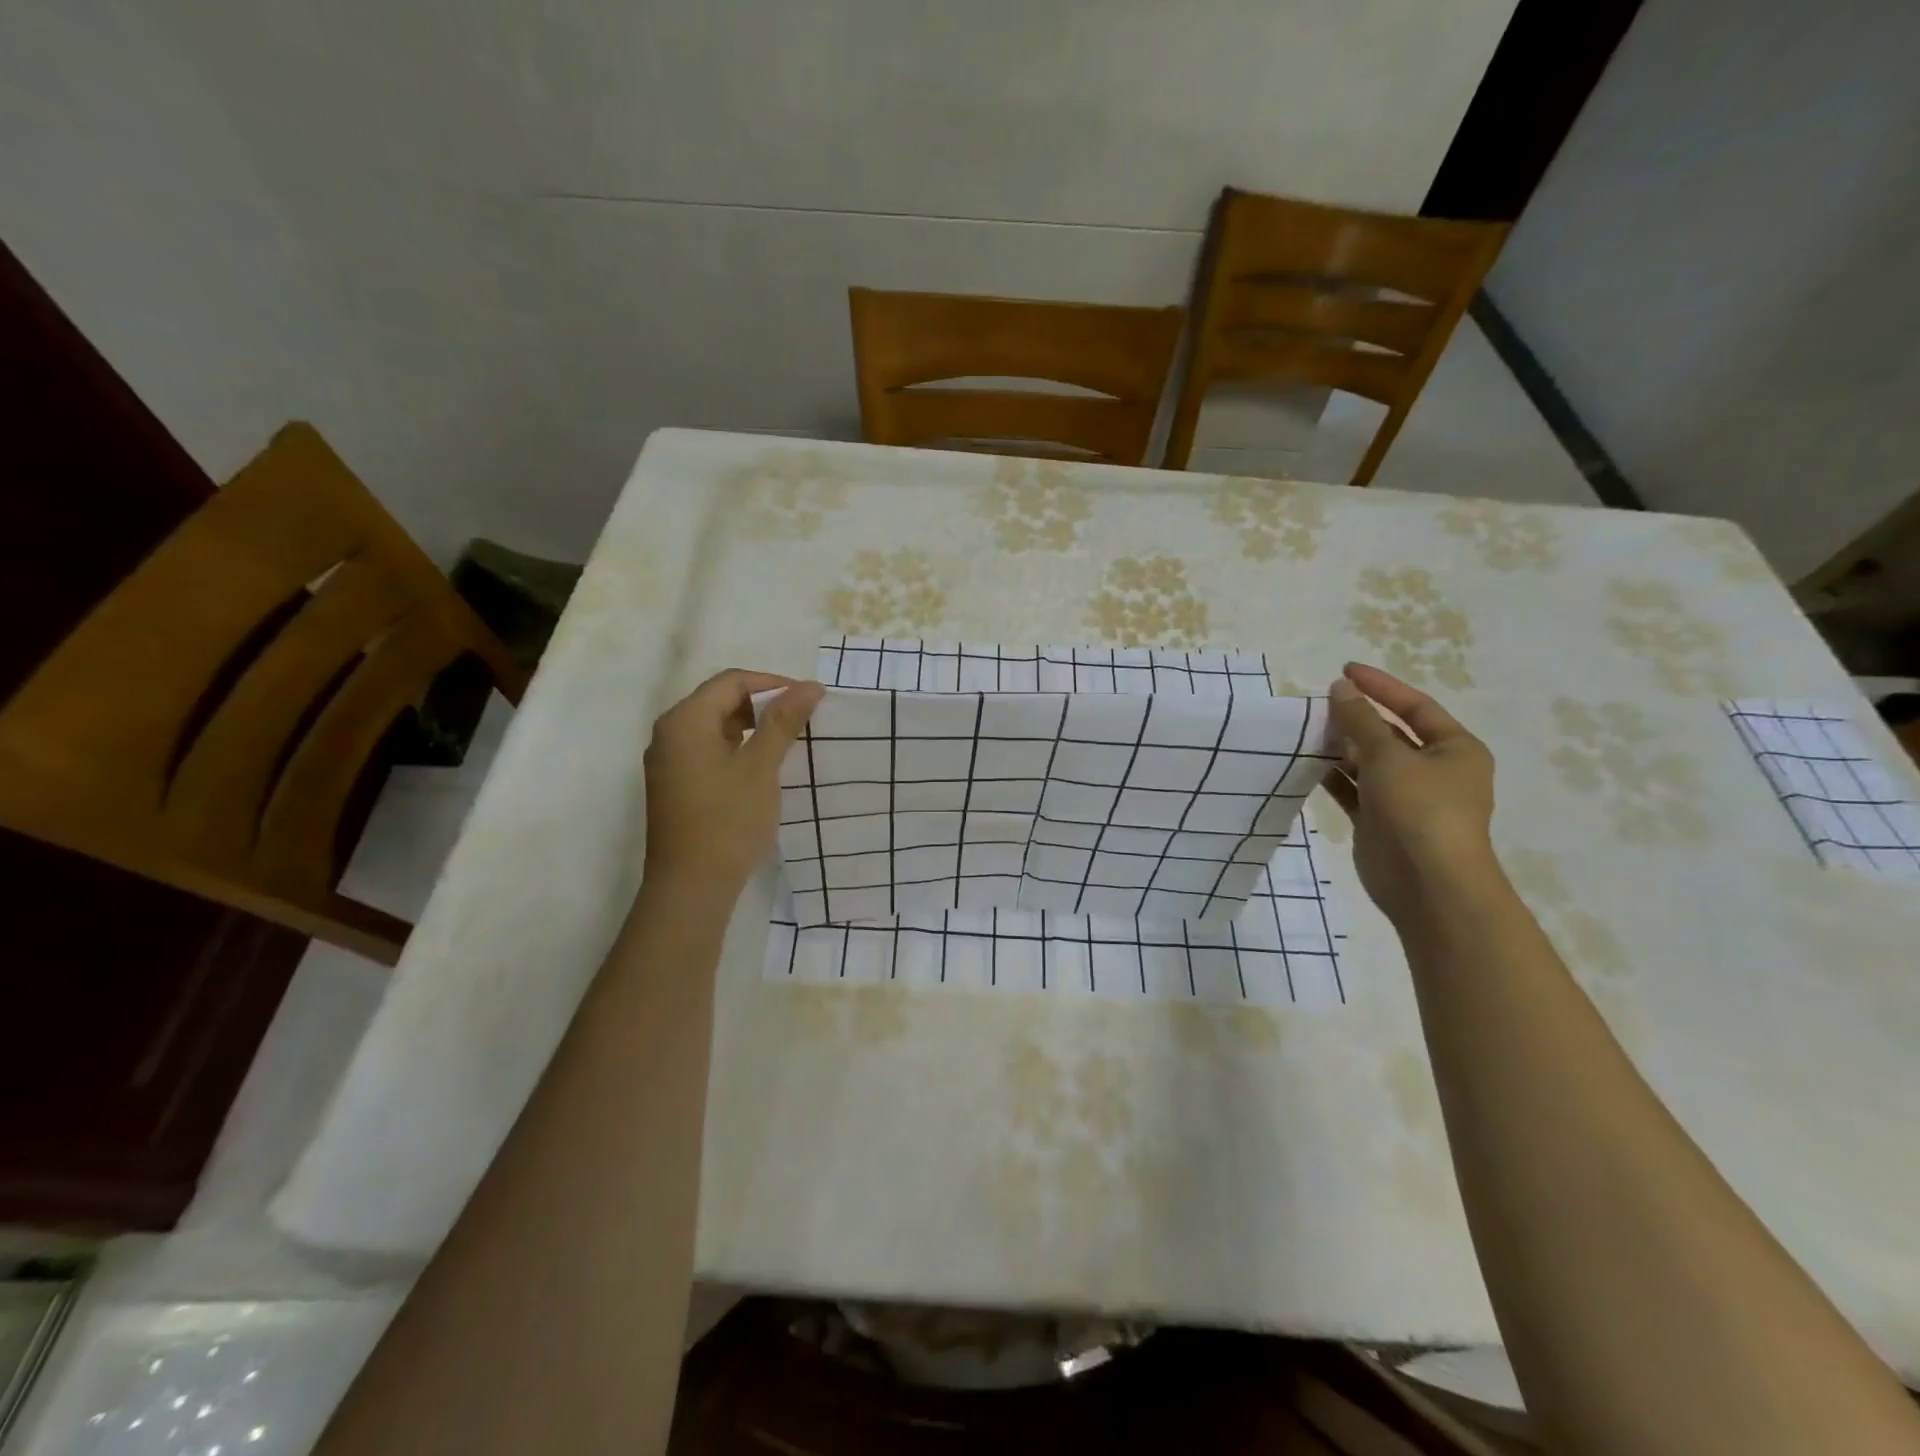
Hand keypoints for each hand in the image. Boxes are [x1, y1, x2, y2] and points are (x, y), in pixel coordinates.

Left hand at [643, 670, 822, 895]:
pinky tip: (761, 767)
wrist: (691, 887)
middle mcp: (669, 733)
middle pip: (720, 700)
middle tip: (801, 720)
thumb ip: (783, 722)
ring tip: (787, 742)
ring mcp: (668, 761)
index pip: (732, 681)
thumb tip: (810, 686)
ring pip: (714, 727)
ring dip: (751, 727)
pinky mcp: (674, 785)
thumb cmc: (728, 821)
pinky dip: (737, 749)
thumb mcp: (761, 767)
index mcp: (684, 720)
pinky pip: (708, 751)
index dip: (773, 683)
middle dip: (763, 704)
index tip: (808, 700)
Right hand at [1324, 662, 1498, 926]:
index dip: (1380, 687)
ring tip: (1307, 731)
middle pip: (1390, 734)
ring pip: (1369, 763)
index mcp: (1455, 749)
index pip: (1415, 706)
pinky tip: (1307, 764)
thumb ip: (1360, 721)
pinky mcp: (1381, 822)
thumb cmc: (1420, 810)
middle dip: (1356, 718)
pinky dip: (1334, 777)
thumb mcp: (1389, 756)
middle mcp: (1434, 770)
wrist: (1428, 884)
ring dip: (1341, 747)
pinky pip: (1354, 790)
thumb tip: (1339, 687)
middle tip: (1318, 704)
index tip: (1344, 670)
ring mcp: (1406, 798)